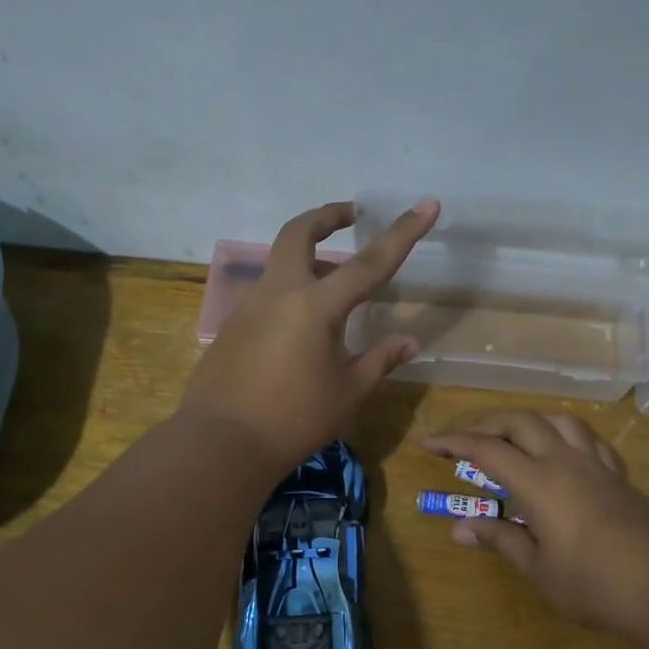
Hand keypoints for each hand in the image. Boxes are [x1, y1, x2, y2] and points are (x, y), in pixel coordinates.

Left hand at [181, 199, 438, 471]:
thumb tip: (410, 342)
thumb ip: (379, 360)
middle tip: (350, 215)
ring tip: (335, 284)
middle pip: (299, 233)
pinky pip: (268, 295)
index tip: (426, 204)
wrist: (222, 444)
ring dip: (309, 259)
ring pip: (281, 264)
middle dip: (326, 216)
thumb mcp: (347, 392)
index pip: (369, 263)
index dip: (403, 233)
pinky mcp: (233, 327)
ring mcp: (250, 307)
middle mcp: (280, 294)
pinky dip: (292, 293)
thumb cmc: (294, 419)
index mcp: (316, 306)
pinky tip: (303, 328)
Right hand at [423, 411, 648, 648]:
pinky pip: (588, 438)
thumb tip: (460, 528)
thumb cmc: (598, 587)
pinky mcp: (621, 476)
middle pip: (521, 421)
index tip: (427, 442)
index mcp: (540, 483)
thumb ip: (502, 540)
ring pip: (558, 420)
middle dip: (485, 422)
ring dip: (527, 419)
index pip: (487, 449)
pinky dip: (563, 433)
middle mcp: (567, 462)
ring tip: (510, 436)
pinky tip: (561, 452)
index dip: (453, 441)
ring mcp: (598, 465)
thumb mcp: (540, 571)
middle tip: (462, 438)